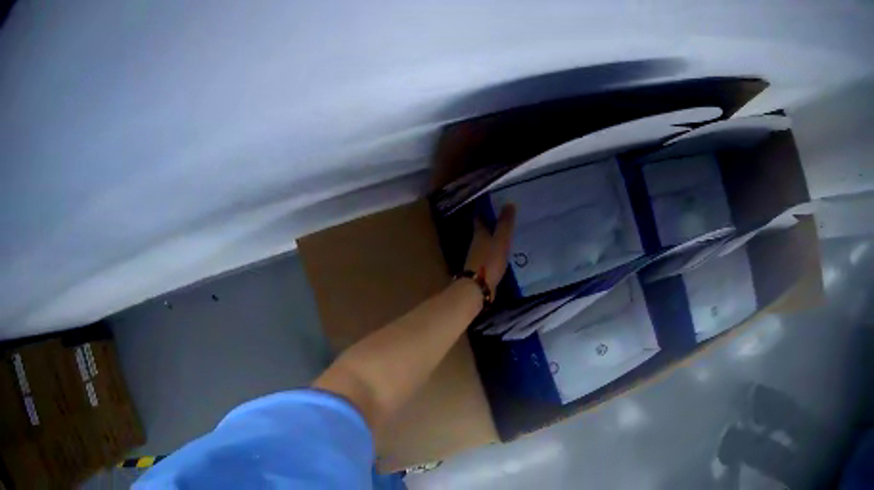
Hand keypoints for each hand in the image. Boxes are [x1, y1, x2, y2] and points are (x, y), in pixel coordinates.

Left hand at [464, 205, 515, 294]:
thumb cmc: (489, 260)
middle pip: (482, 232)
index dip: (483, 211)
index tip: (490, 204)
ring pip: (485, 244)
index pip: (479, 219)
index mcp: (479, 234)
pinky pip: (489, 257)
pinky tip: (503, 255)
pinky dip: (495, 253)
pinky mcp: (481, 270)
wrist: (478, 287)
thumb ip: (505, 223)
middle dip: (489, 225)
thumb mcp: (500, 240)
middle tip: (501, 219)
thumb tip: (509, 203)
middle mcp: (476, 244)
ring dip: (492, 240)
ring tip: (505, 236)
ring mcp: (477, 258)